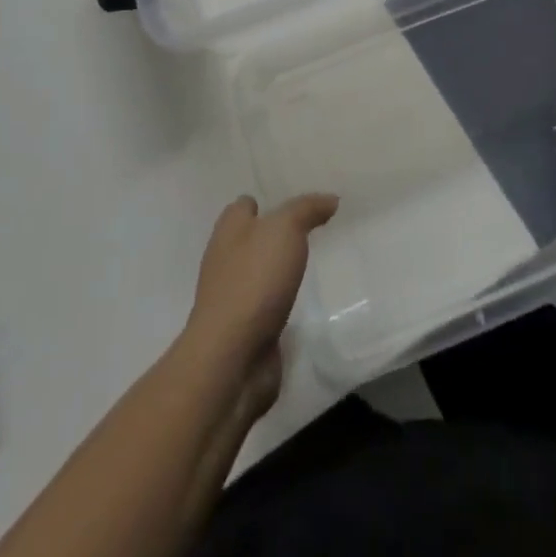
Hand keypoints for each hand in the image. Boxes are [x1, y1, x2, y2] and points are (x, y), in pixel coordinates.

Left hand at [182, 194, 337, 414]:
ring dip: (279, 269)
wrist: (232, 357)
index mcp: (229, 230)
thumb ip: (307, 209)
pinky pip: (266, 305)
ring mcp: (233, 297)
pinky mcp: (244, 329)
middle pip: (251, 238)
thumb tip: (330, 199)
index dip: (267, 202)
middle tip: (312, 230)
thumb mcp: (286, 229)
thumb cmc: (254, 280)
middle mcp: (226, 259)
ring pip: (259, 272)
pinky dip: (280, 301)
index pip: (244, 206)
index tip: (297, 204)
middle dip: (275, 235)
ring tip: (312, 262)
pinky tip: (302, 300)